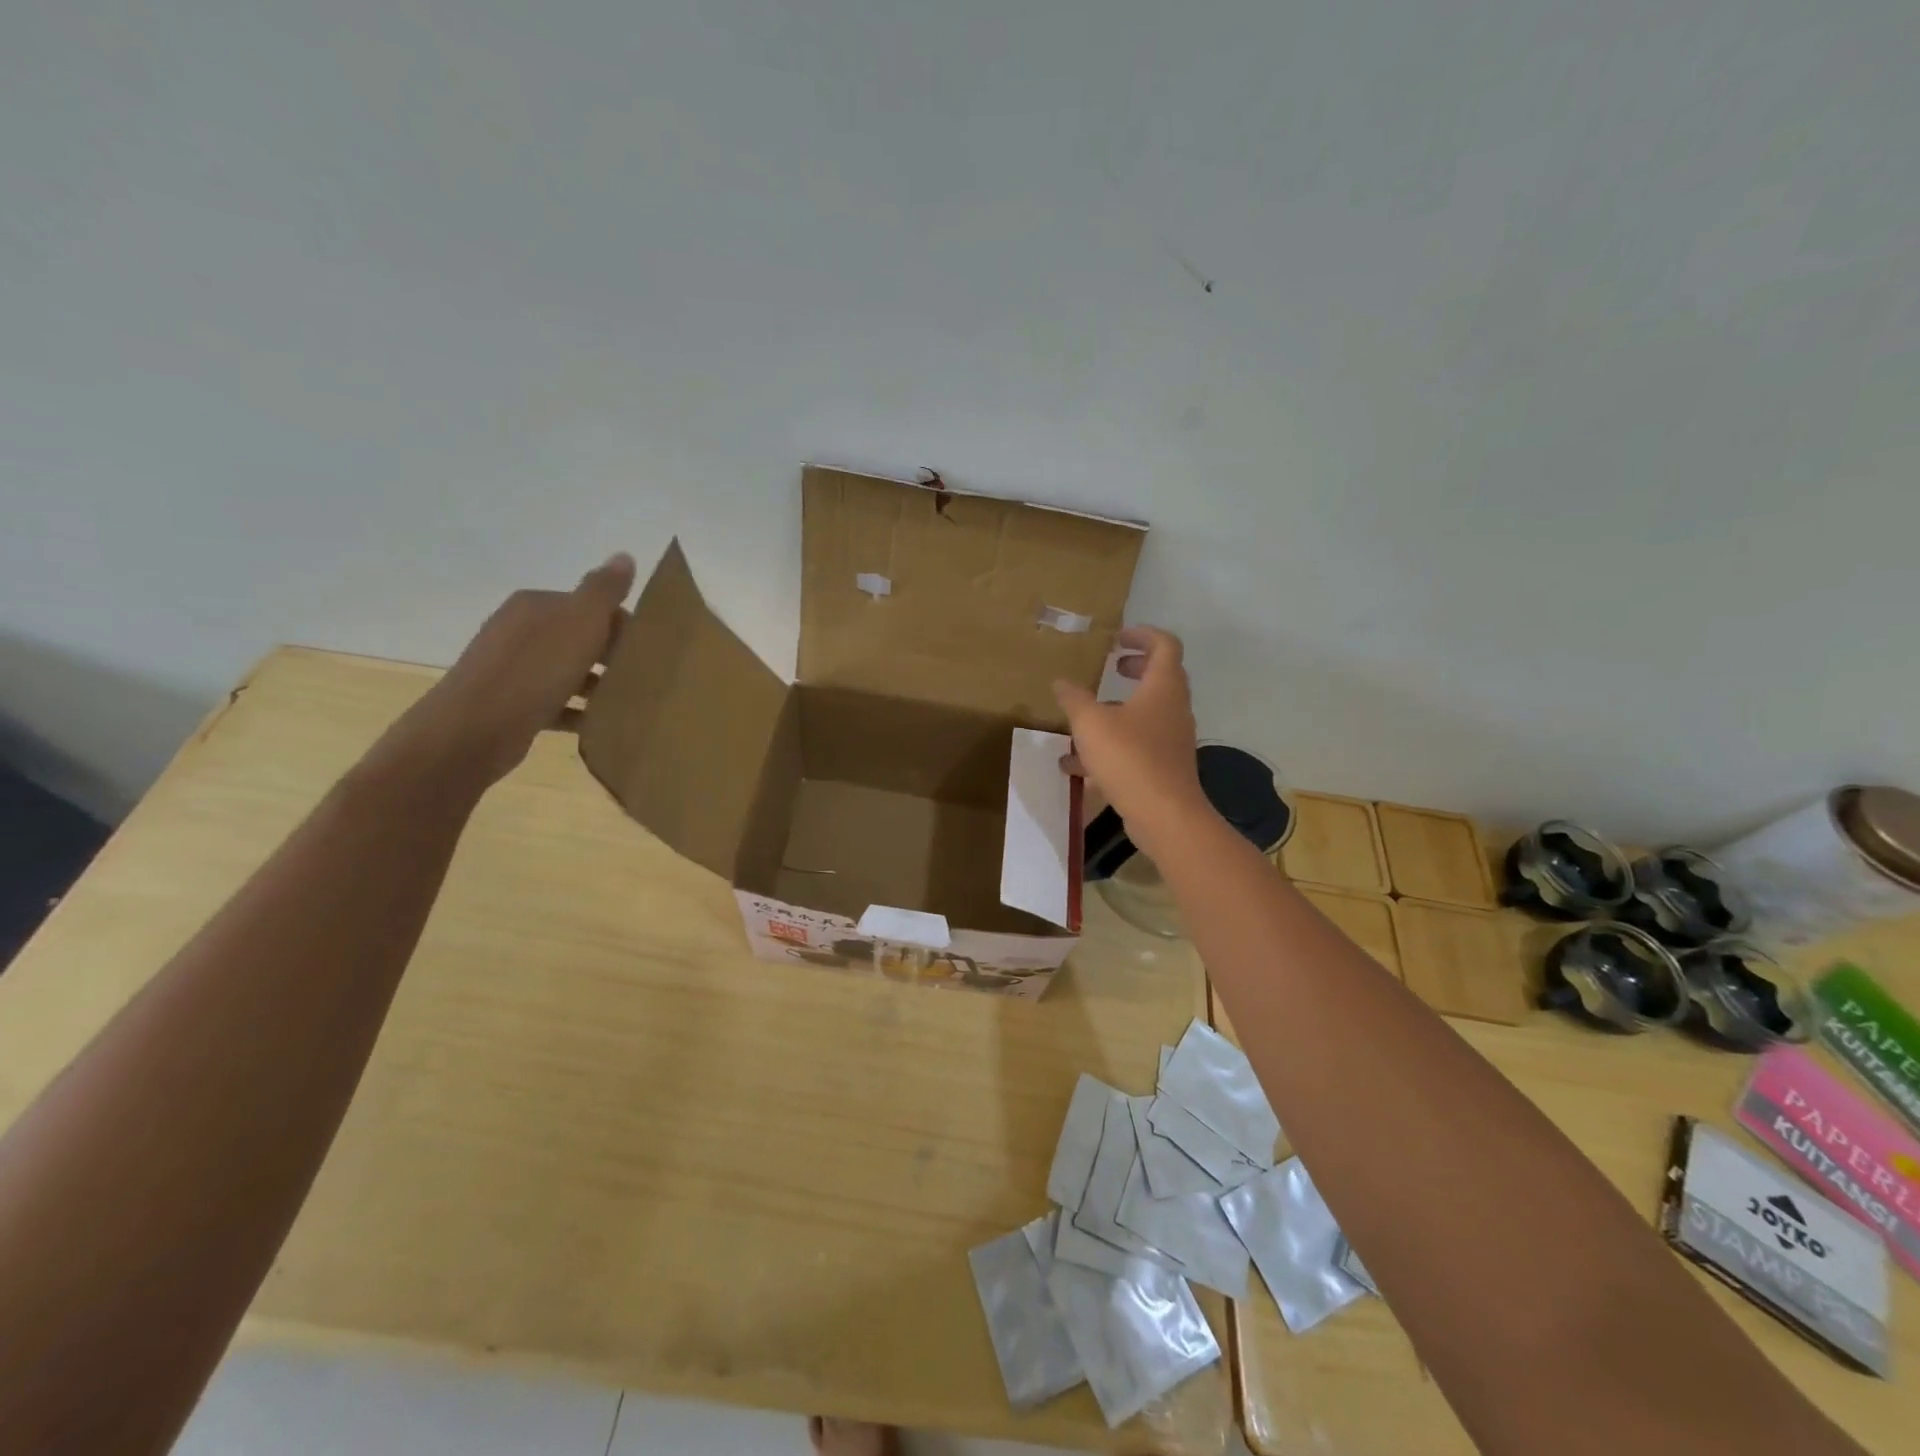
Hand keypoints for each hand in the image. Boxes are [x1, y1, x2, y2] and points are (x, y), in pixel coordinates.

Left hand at [377, 553, 637, 794]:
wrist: (475, 729)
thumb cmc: (535, 671)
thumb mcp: (579, 622)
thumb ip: (604, 590)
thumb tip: (624, 555)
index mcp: (536, 605)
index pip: (590, 606)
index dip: (622, 625)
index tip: (647, 651)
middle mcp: (520, 630)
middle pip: (580, 638)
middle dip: (611, 656)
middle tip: (642, 678)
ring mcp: (512, 668)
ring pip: (568, 671)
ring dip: (597, 686)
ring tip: (626, 702)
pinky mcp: (511, 704)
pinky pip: (556, 702)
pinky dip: (578, 711)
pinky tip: (598, 724)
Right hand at [1053, 627, 1208, 841]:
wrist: (1164, 815)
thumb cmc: (1130, 758)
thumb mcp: (1090, 723)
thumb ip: (1074, 698)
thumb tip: (1060, 682)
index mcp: (1163, 687)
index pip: (1165, 645)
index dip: (1142, 634)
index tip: (1117, 638)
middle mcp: (1173, 708)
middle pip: (1160, 677)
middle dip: (1134, 668)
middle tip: (1111, 667)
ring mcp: (1172, 739)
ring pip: (1146, 713)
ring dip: (1119, 709)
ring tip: (1086, 716)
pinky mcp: (1164, 766)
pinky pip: (1138, 744)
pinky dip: (1113, 744)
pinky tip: (1078, 765)